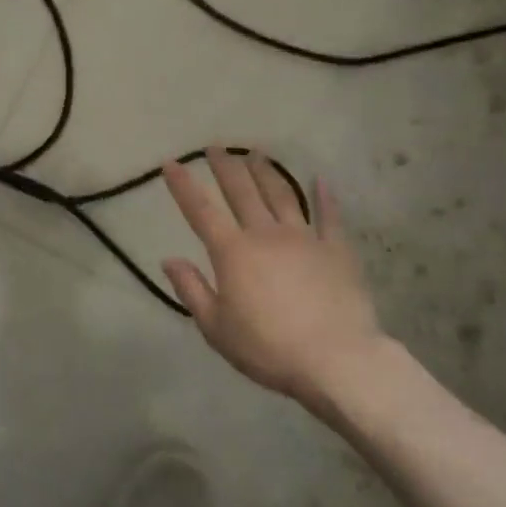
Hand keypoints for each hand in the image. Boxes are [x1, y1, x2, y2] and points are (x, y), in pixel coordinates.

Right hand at [161, 148, 398, 410]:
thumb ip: (191, 290)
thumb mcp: (216, 328)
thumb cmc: (268, 348)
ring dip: (265, 171)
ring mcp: (304, 238)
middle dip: (225, 167)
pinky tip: (320, 180)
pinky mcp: (336, 250)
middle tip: (216, 147)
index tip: (172, 163)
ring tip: (255, 152)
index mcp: (233, 253)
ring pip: (281, 195)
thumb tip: (169, 259)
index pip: (201, 212)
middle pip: (241, 192)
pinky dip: (324, 196)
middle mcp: (266, 234)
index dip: (184, 186)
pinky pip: (329, 216)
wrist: (336, 359)